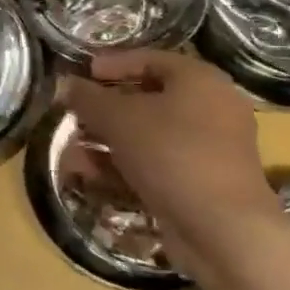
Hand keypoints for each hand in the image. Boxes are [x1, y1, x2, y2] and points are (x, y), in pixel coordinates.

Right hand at [61, 51, 280, 263]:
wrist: (222, 230)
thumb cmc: (172, 154)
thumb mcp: (119, 119)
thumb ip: (88, 98)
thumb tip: (67, 84)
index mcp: (200, 80)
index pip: (150, 59)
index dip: (113, 64)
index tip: (82, 74)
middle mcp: (211, 109)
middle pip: (148, 100)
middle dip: (104, 110)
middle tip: (74, 116)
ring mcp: (209, 149)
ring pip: (149, 136)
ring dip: (108, 142)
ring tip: (72, 153)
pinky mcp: (201, 184)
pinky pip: (157, 164)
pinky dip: (125, 167)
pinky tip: (91, 177)